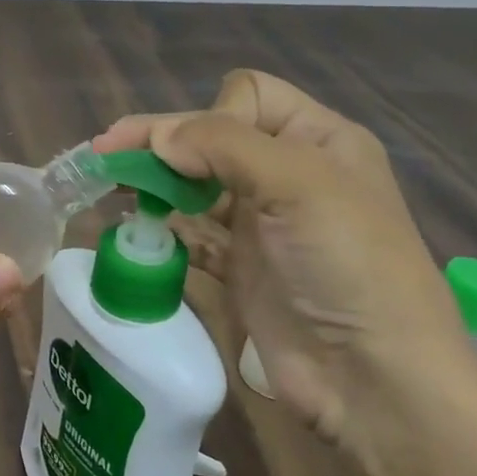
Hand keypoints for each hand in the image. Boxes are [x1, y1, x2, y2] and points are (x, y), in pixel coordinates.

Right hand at [95, 70, 476, 475]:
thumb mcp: (299, 184)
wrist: (372, 379)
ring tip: (109, 187)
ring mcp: (262, 223)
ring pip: (195, 185)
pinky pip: (191, 233)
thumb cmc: (347, 265)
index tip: (185, 152)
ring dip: (154, 183)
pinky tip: (135, 229)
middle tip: (104, 154)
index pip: (248, 96)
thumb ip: (223, 145)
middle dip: (160, 142)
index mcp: (318, 139)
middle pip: (211, 139)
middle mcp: (288, 173)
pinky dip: (163, 227)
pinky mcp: (239, 267)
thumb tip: (157, 137)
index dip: (209, 115)